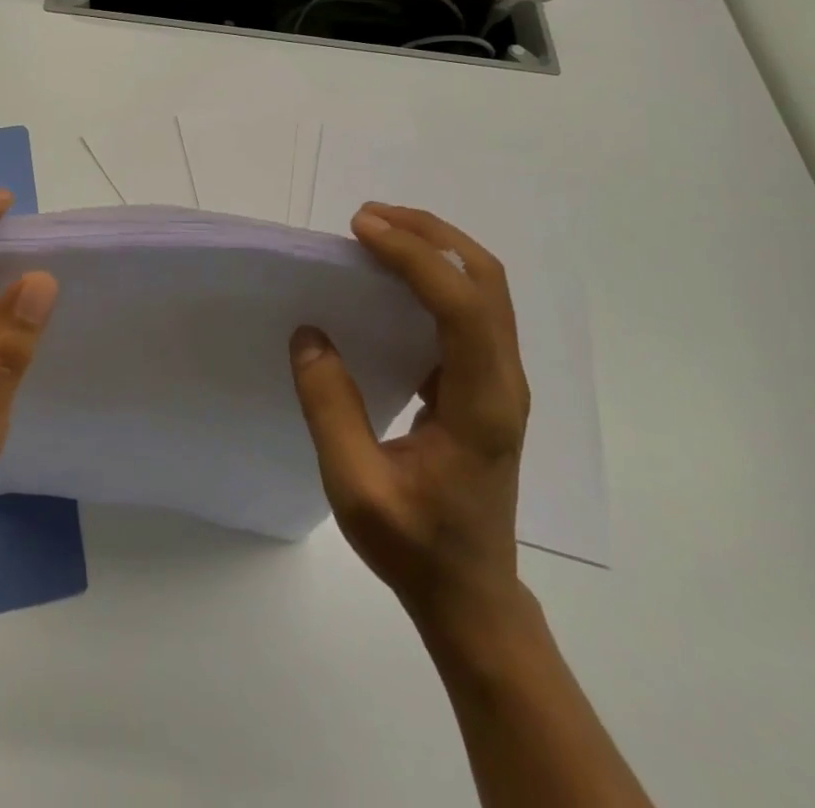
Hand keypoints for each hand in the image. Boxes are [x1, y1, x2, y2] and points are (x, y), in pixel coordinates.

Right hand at [289, 203, 529, 627]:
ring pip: (484, 288)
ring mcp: (500, 382)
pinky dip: (435, 274)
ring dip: (435, 247)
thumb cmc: (417, 547)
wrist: (472, 597)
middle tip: (368, 218)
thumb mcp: (356, 488)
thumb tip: (310, 334)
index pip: (461, 306)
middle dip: (430, 234)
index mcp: (482, 405)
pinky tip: (393, 277)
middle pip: (486, 279)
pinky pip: (470, 308)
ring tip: (378, 232)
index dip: (414, 257)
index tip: (361, 230)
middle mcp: (503, 382)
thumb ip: (331, 409)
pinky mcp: (485, 385)